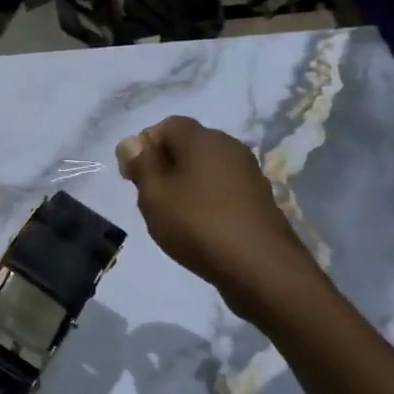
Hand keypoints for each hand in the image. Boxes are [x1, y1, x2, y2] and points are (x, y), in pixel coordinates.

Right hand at [115, 115, 312, 292]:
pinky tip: (200, 228)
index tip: (132, 178)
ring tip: (174, 217)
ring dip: (186, 186)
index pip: (166, 125)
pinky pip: (222, 189)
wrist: (260, 268)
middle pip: (187, 146)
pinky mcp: (259, 199)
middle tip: (151, 198)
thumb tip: (132, 142)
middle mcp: (230, 147)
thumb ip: (141, 164)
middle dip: (164, 166)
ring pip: (205, 169)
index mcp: (203, 138)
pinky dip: (207, 201)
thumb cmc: (198, 224)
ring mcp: (249, 174)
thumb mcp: (154, 194)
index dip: (144, 146)